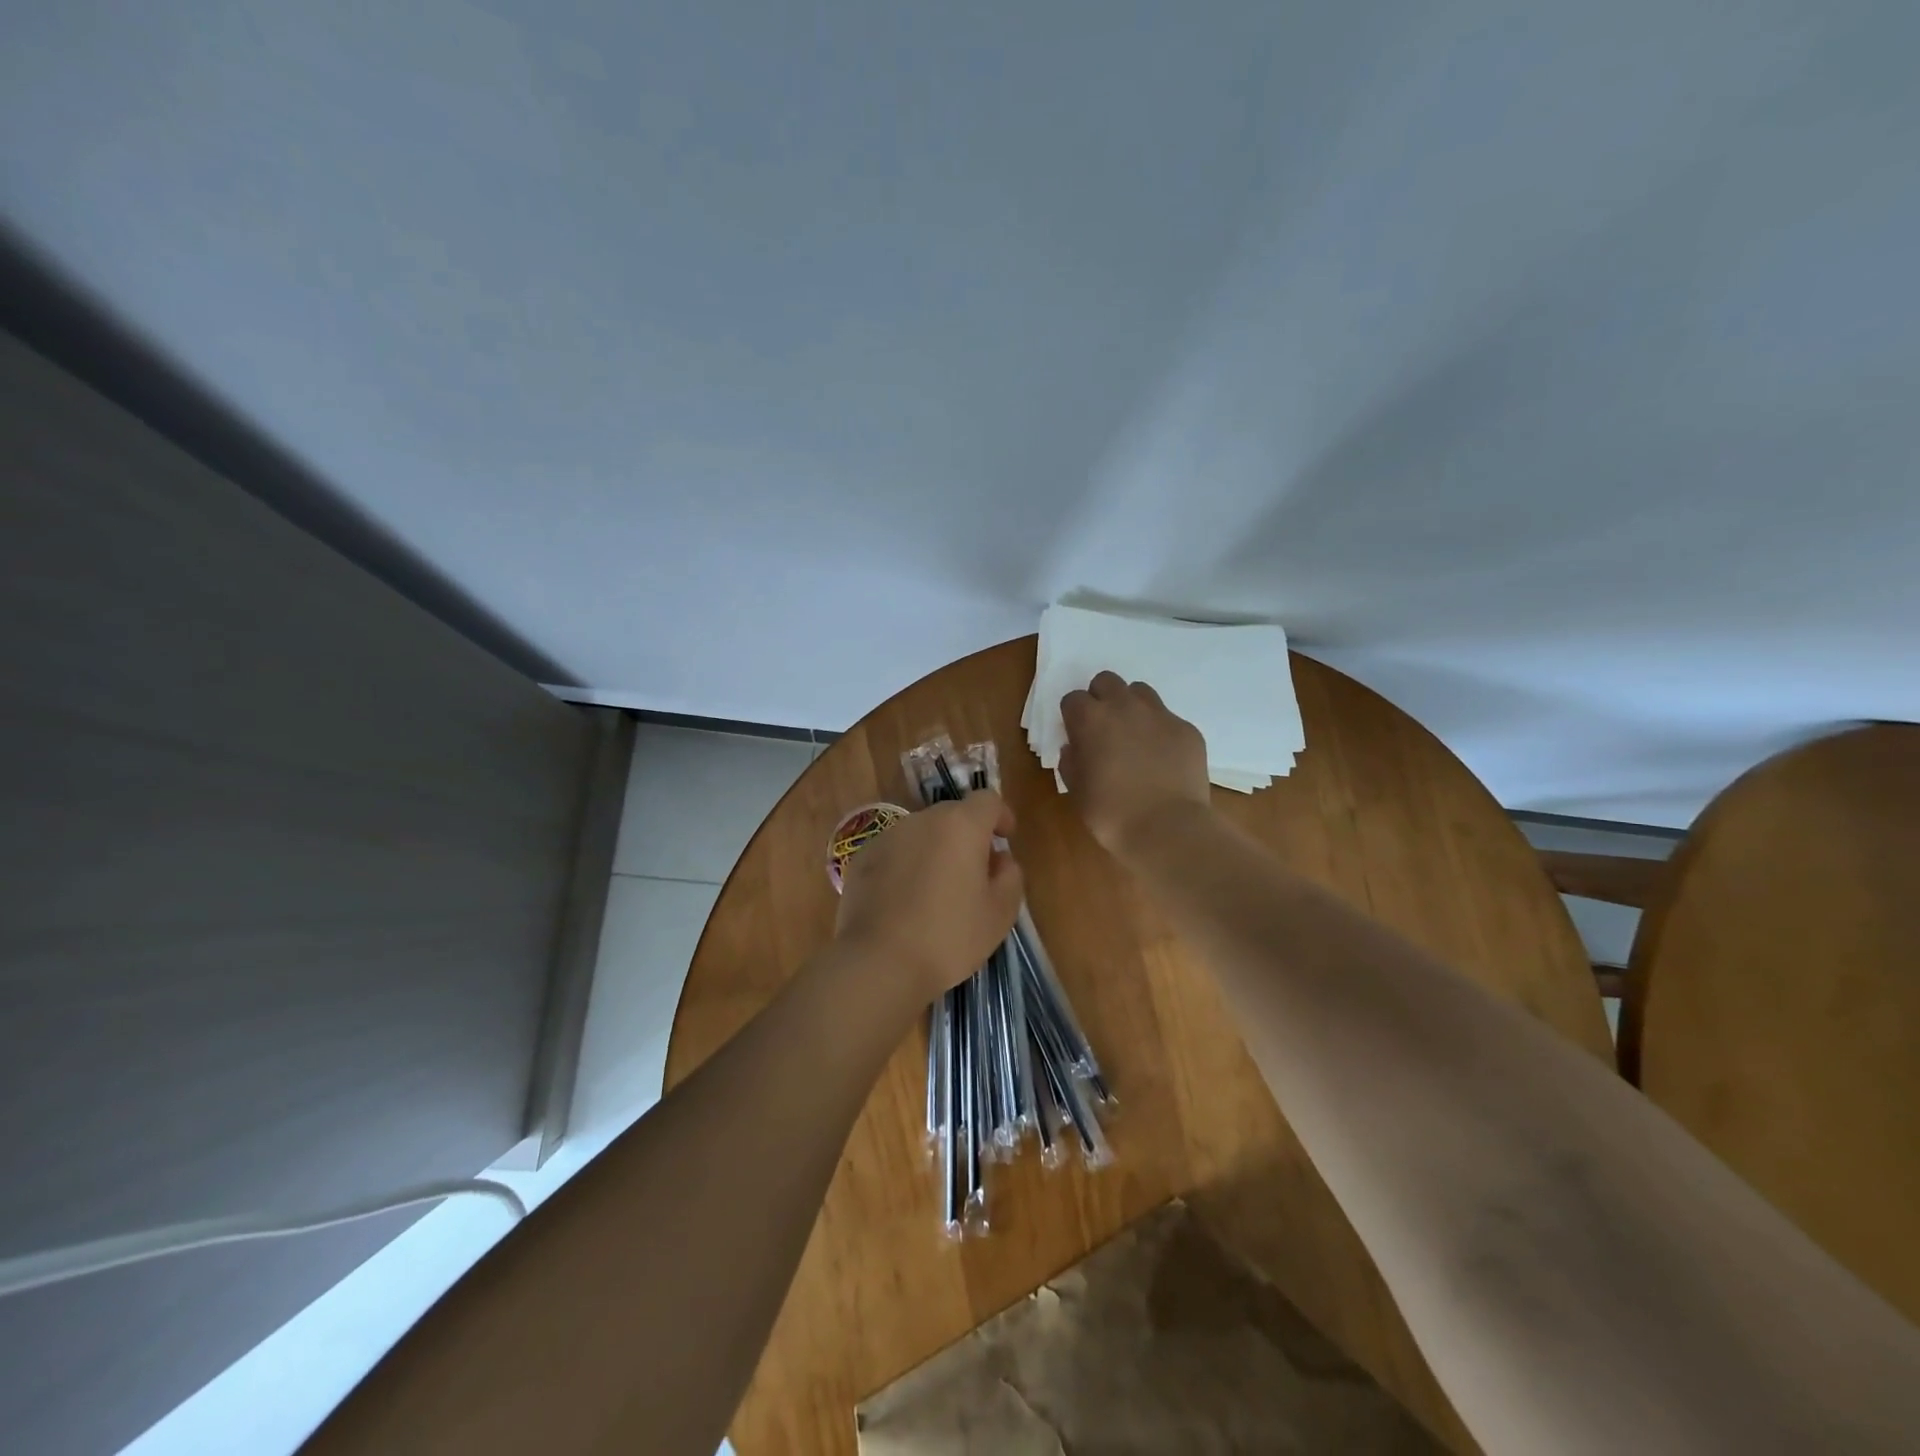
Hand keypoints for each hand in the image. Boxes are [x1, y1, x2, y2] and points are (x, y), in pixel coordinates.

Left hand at [835, 792, 1024, 1004]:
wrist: (879, 963)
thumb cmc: (949, 937)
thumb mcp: (1000, 914)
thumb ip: (1010, 877)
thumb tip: (999, 860)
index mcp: (961, 825)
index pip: (987, 800)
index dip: (1000, 816)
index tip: (1004, 839)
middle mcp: (922, 820)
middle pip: (953, 816)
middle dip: (967, 838)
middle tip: (974, 875)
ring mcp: (887, 837)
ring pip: (921, 834)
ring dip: (934, 851)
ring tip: (936, 892)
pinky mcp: (861, 858)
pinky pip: (894, 853)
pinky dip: (905, 866)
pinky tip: (904, 902)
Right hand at [1059, 671, 1211, 855]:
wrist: (1167, 829)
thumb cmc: (1111, 814)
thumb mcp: (1076, 791)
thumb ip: (1071, 762)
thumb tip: (1075, 748)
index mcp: (1090, 719)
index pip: (1073, 699)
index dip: (1073, 716)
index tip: (1077, 735)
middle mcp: (1124, 707)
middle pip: (1107, 681)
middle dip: (1101, 698)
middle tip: (1104, 728)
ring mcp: (1160, 715)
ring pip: (1140, 692)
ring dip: (1132, 707)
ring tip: (1135, 736)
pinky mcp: (1187, 729)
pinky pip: (1168, 718)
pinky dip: (1161, 731)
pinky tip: (1162, 758)